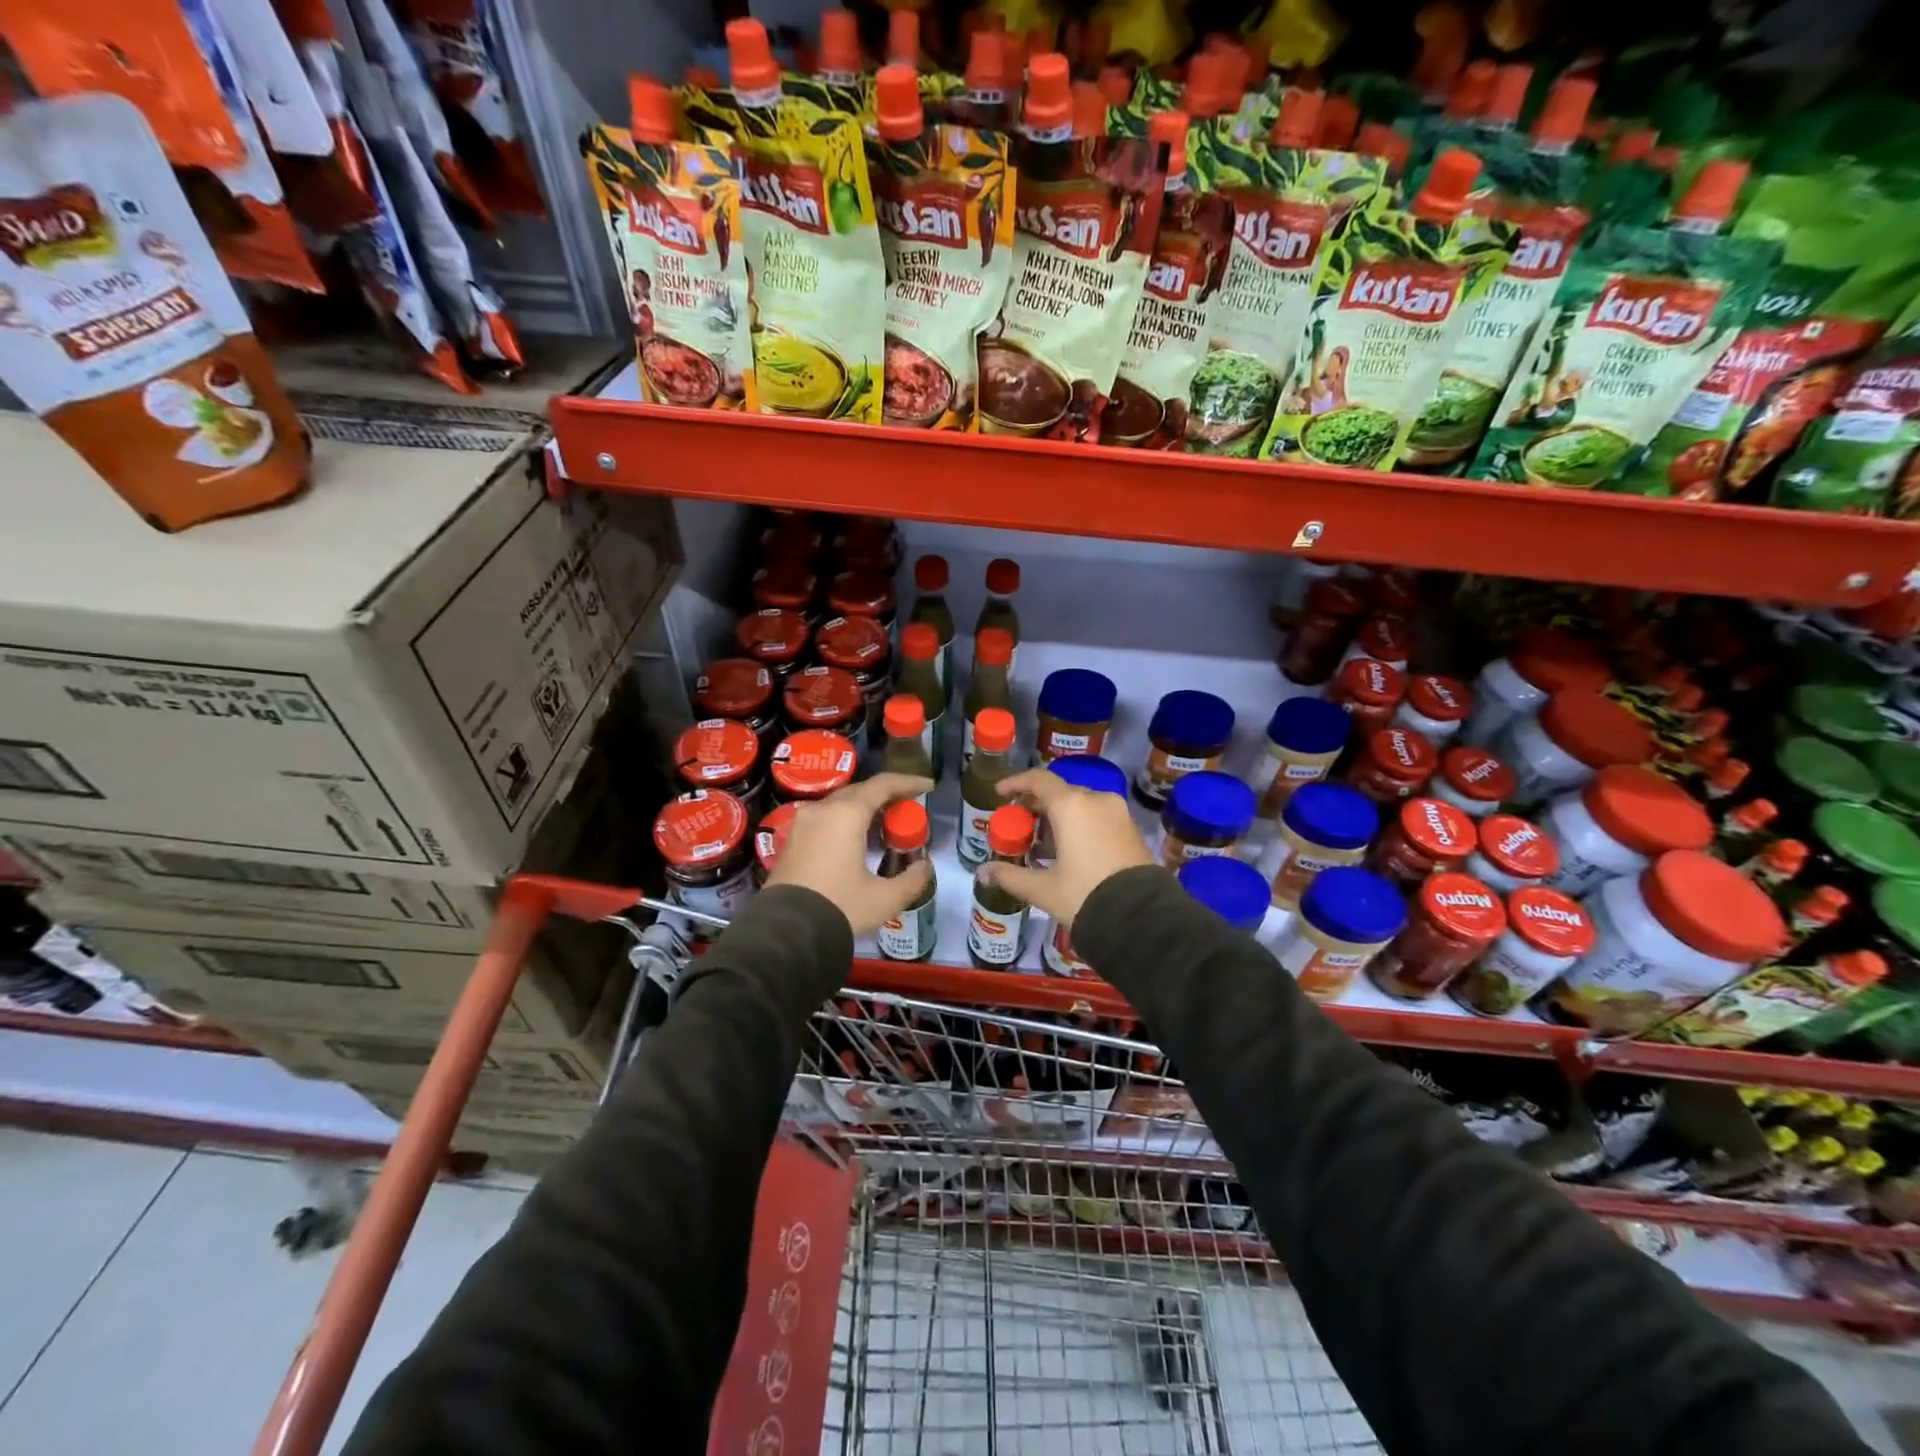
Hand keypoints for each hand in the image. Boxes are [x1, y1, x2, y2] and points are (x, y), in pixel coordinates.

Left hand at [765, 773, 935, 935]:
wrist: (786, 932)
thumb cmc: (840, 907)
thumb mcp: (885, 899)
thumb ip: (912, 880)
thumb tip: (924, 866)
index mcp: (846, 814)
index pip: (883, 785)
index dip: (908, 782)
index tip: (928, 787)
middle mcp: (822, 810)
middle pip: (860, 792)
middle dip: (887, 796)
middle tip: (908, 810)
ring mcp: (802, 823)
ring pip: (840, 804)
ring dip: (865, 809)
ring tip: (885, 826)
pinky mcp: (791, 840)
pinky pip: (824, 818)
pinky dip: (845, 821)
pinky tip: (856, 841)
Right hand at [985, 769, 1153, 930]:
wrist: (1142, 919)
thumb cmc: (1085, 896)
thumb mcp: (1043, 889)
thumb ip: (1010, 876)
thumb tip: (982, 873)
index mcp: (1072, 805)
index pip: (1039, 780)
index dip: (1016, 783)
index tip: (1000, 794)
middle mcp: (1097, 800)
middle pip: (1060, 793)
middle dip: (1037, 806)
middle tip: (1019, 826)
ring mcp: (1118, 814)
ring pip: (1081, 806)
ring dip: (1059, 818)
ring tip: (1042, 844)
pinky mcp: (1131, 831)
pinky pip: (1098, 818)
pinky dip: (1079, 826)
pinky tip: (1068, 853)